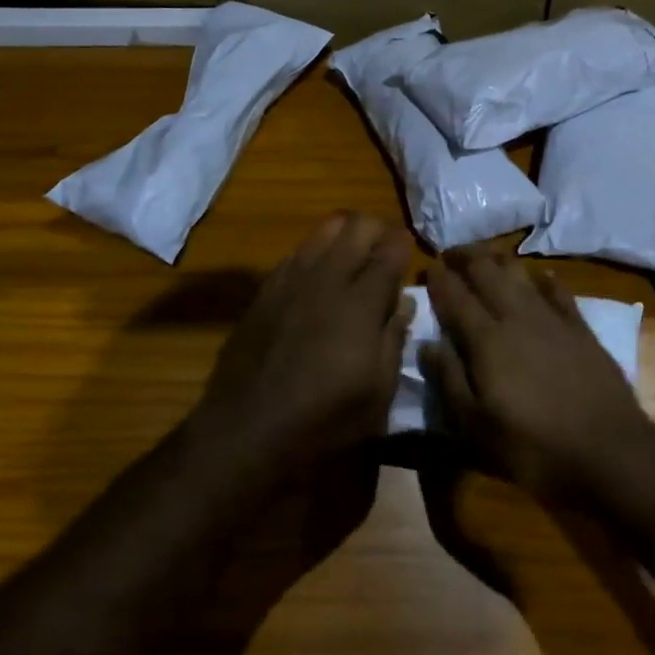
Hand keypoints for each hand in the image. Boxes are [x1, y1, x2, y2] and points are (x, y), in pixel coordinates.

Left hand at [191, 213, 414, 475]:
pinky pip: (298, 251)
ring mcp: (292, 278)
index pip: (390, 250)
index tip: (409, 252)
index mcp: (361, 302)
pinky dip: (316, 252)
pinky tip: (318, 277)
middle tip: (385, 251)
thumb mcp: (378, 393)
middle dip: (378, 229)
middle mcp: (327, 277)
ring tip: (353, 256)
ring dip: (345, 234)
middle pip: (357, 226)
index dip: (404, 245)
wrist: (246, 428)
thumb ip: (394, 339)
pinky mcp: (267, 288)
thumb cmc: (324, 418)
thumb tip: (404, 302)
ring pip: (325, 229)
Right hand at [422, 249, 654, 498]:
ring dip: (498, 260)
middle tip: (451, 254)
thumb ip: (449, 380)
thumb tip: (427, 343)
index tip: (427, 267)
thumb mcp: (476, 428)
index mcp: (486, 340)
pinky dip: (543, 278)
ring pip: (519, 273)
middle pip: (486, 272)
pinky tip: (539, 276)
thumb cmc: (535, 447)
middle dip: (465, 257)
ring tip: (485, 257)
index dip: (439, 279)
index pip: (455, 297)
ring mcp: (551, 318)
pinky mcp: (580, 327)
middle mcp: (516, 317)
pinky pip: (557, 290)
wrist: (611, 452)